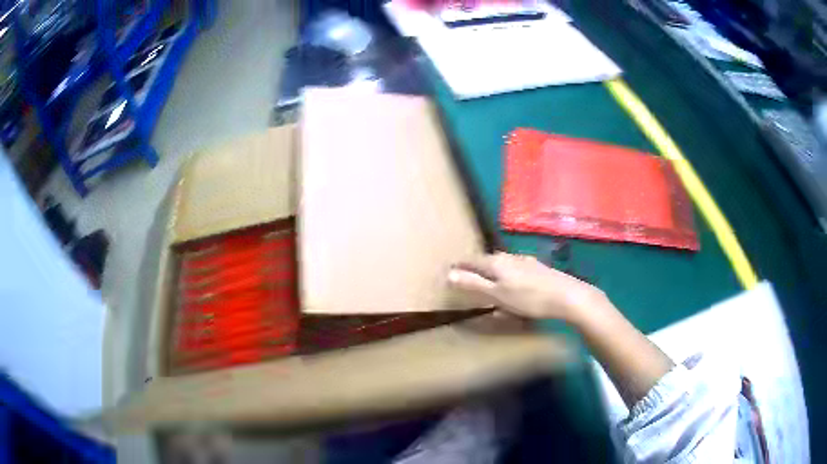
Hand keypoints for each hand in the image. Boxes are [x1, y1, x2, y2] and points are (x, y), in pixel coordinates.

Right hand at [448, 252, 604, 323]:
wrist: (566, 295)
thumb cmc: (528, 298)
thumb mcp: (497, 295)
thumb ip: (473, 284)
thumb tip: (449, 274)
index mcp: (496, 262)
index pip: (472, 259)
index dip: (459, 265)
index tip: (449, 268)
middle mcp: (509, 256)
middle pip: (487, 259)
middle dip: (475, 266)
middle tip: (466, 273)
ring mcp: (525, 260)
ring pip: (502, 263)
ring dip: (491, 269)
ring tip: (486, 277)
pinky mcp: (537, 267)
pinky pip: (514, 267)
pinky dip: (506, 273)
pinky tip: (512, 281)